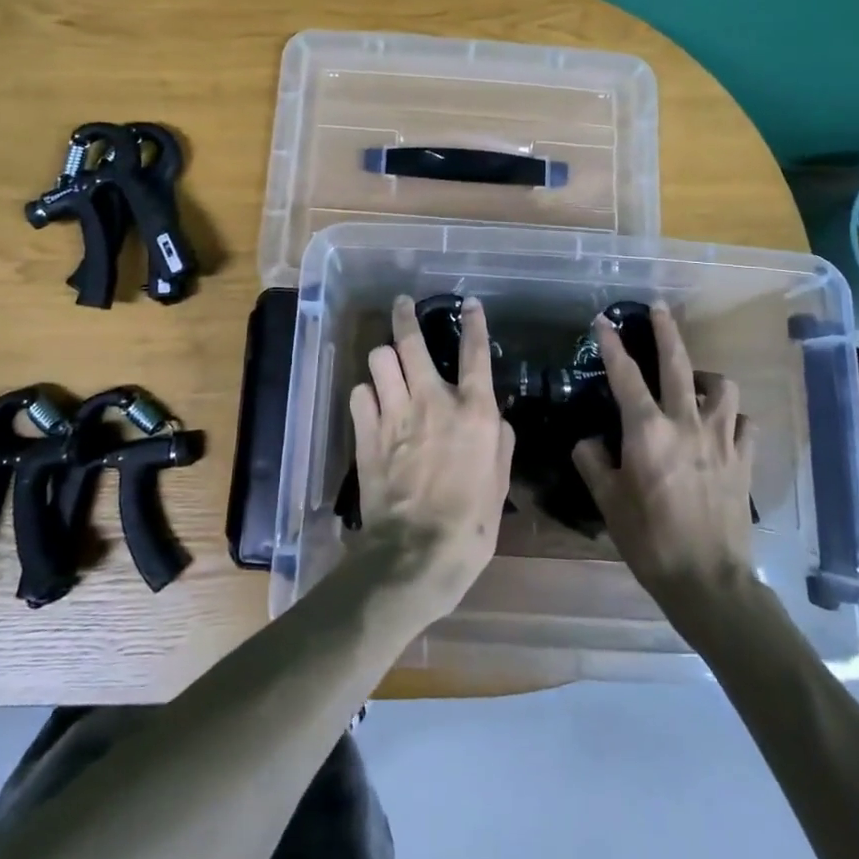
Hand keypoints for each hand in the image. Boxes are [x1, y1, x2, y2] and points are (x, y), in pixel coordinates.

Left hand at [348, 295, 515, 623]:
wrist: (416, 553)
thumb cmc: (470, 524)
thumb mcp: (500, 483)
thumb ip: (499, 442)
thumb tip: (496, 418)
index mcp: (473, 412)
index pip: (475, 354)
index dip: (474, 324)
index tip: (470, 304)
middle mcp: (432, 401)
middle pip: (411, 342)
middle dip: (405, 316)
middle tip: (403, 304)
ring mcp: (394, 414)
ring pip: (379, 360)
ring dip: (384, 358)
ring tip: (387, 363)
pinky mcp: (366, 433)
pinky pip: (359, 394)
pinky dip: (366, 394)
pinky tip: (371, 402)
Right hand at [572, 303, 752, 630]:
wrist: (708, 579)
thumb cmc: (649, 539)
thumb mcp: (608, 501)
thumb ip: (593, 463)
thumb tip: (589, 441)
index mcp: (647, 431)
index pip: (625, 375)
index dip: (611, 344)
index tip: (602, 321)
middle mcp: (686, 423)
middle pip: (678, 363)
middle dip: (666, 331)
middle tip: (658, 309)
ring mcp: (722, 440)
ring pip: (722, 388)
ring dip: (706, 377)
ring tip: (695, 382)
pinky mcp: (744, 460)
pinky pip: (745, 424)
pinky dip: (734, 418)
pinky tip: (724, 426)